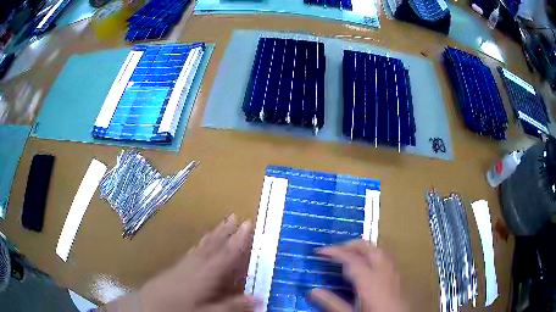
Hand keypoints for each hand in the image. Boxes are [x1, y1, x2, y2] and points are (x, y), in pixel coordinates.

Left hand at [105, 214, 255, 311]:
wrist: (149, 305)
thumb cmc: (180, 310)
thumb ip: (232, 305)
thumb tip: (258, 298)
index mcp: (206, 275)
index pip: (226, 255)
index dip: (238, 240)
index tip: (248, 224)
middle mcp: (196, 265)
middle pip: (214, 245)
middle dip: (226, 231)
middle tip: (237, 216)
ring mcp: (185, 263)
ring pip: (204, 245)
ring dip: (215, 233)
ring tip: (224, 222)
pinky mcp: (177, 265)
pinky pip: (194, 250)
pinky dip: (202, 242)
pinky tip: (203, 241)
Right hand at [310, 240, 407, 311]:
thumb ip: (332, 303)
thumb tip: (313, 291)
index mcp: (369, 281)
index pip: (351, 259)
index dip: (335, 252)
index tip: (320, 251)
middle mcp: (383, 272)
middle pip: (369, 249)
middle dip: (351, 245)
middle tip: (336, 249)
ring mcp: (393, 274)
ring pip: (380, 251)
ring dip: (364, 248)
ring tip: (351, 253)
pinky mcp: (398, 278)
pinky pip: (386, 258)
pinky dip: (374, 255)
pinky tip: (370, 265)